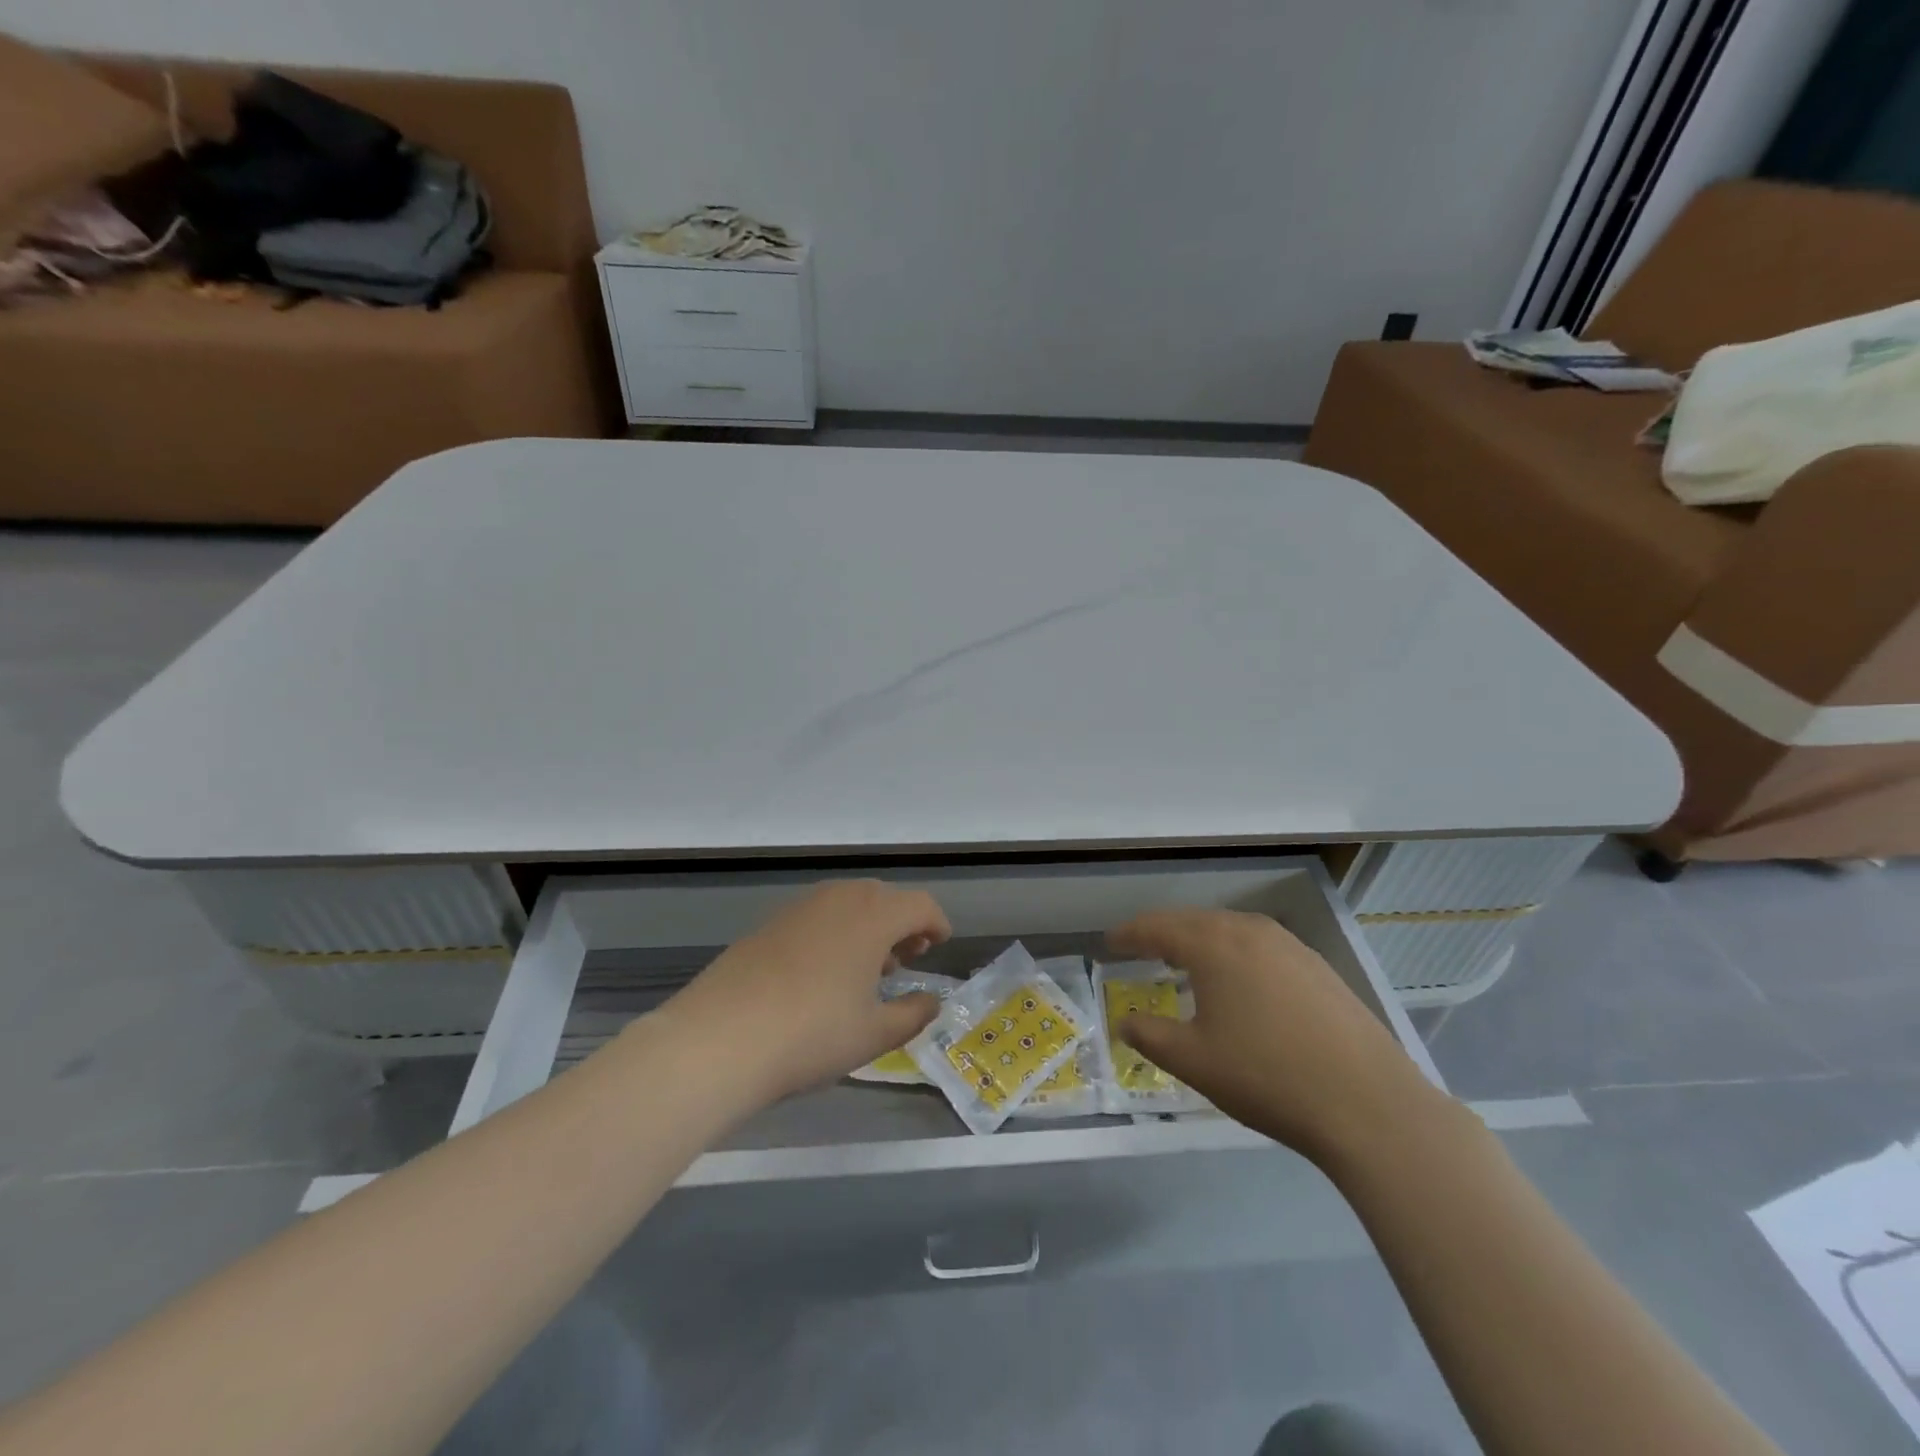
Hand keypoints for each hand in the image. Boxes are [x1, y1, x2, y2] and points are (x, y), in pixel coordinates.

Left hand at [659, 880, 951, 1105]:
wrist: (719, 1038)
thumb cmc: (811, 1034)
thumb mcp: (874, 1035)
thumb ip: (912, 1014)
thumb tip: (931, 1001)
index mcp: (873, 916)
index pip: (920, 904)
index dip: (936, 923)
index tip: (940, 945)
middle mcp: (839, 898)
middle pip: (884, 897)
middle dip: (902, 924)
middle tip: (905, 960)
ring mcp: (799, 907)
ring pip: (848, 903)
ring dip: (867, 926)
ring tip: (866, 970)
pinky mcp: (768, 923)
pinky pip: (817, 915)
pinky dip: (835, 931)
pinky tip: (823, 972)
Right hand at [1107, 908, 1445, 1166]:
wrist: (1369, 1105)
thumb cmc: (1267, 1077)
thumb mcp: (1194, 1061)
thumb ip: (1149, 1036)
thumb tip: (1124, 1020)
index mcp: (1214, 945)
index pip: (1158, 927)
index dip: (1129, 934)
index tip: (1108, 942)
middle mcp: (1250, 931)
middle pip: (1194, 921)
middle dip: (1162, 932)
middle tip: (1140, 948)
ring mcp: (1290, 946)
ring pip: (1230, 930)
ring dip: (1200, 940)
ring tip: (1184, 960)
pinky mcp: (1318, 967)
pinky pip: (1260, 946)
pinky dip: (1234, 953)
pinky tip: (1238, 980)